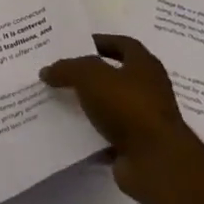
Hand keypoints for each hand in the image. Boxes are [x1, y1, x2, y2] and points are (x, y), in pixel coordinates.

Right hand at [41, 34, 199, 203]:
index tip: (76, 44)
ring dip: (88, 104)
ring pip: (110, 106)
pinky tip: (67, 130)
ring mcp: (144, 119)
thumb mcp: (90, 77)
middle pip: (115, 75)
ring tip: (57, 100)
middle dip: (89, 74)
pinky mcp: (136, 146)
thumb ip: (67, 69)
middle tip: (61, 72)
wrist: (155, 161)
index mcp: (144, 66)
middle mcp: (148, 90)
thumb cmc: (128, 107)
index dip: (101, 41)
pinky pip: (107, 134)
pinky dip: (90, 132)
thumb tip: (48, 71)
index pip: (124, 45)